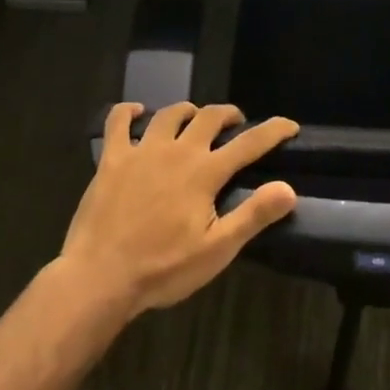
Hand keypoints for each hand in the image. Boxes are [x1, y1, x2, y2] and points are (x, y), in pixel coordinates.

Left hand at [59, 102, 298, 318]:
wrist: (99, 278)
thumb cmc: (163, 268)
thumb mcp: (217, 250)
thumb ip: (253, 215)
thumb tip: (288, 188)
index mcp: (205, 172)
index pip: (249, 143)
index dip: (274, 130)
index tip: (290, 125)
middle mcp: (177, 151)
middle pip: (209, 117)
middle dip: (228, 114)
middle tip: (235, 123)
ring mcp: (141, 151)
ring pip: (170, 114)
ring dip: (188, 111)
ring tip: (194, 118)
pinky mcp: (111, 159)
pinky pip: (117, 122)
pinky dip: (128, 112)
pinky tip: (135, 112)